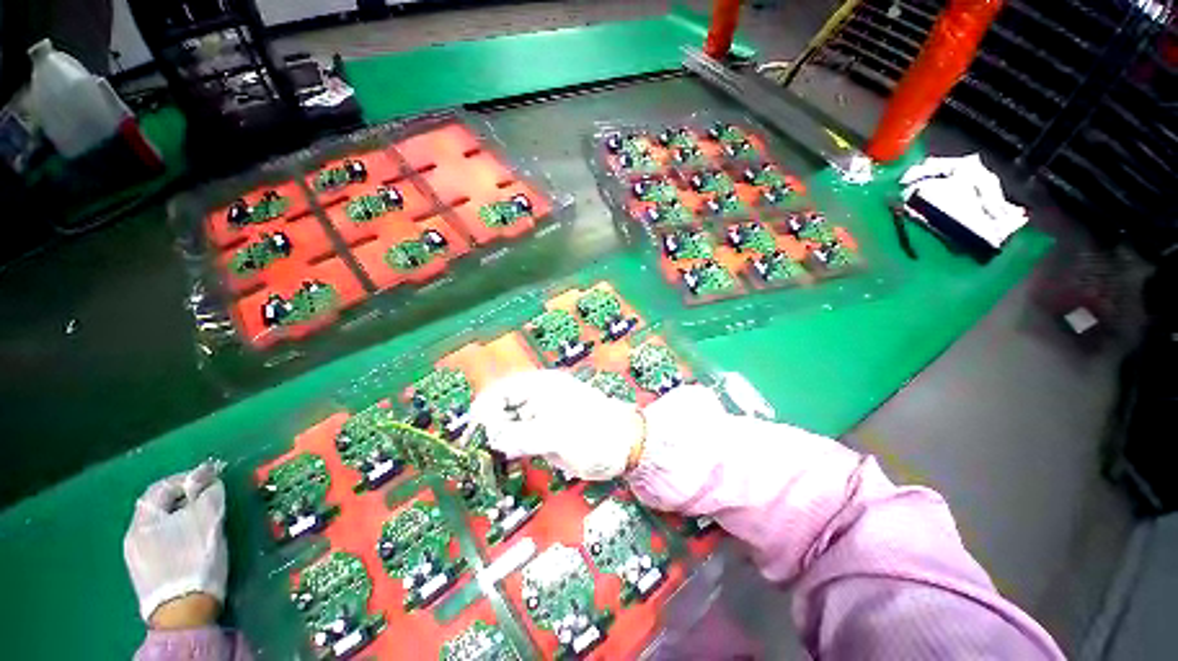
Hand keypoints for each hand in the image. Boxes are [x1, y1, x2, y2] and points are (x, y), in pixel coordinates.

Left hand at [123, 460, 227, 626]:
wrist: (183, 612)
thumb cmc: (195, 559)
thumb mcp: (208, 521)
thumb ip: (209, 495)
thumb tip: (210, 480)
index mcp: (144, 520)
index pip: (162, 486)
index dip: (187, 478)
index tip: (211, 477)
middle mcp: (133, 535)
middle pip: (159, 507)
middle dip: (184, 499)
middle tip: (209, 499)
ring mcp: (136, 557)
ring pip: (159, 527)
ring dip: (180, 518)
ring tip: (203, 522)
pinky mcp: (145, 573)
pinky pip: (159, 544)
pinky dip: (175, 536)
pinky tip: (190, 545)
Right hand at [469, 370, 643, 479]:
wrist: (625, 446)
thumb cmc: (596, 434)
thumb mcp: (559, 434)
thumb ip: (523, 436)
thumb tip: (494, 440)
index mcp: (540, 387)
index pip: (500, 392)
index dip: (484, 412)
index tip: (477, 438)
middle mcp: (536, 398)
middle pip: (499, 408)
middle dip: (487, 429)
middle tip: (479, 455)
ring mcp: (539, 417)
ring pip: (506, 425)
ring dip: (494, 442)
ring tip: (488, 463)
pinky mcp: (543, 434)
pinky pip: (517, 439)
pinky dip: (507, 451)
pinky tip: (503, 464)